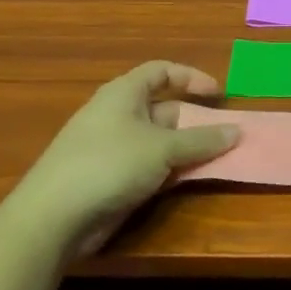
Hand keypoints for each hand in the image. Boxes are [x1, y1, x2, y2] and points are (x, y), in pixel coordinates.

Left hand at [11, 62, 239, 240]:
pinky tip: (188, 181)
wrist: (52, 218)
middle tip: (225, 135)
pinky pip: (148, 166)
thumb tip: (237, 131)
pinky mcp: (109, 179)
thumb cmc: (109, 164)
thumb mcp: (162, 148)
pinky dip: (170, 170)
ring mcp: (112, 149)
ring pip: (159, 141)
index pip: (161, 71)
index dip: (191, 77)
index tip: (218, 94)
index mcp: (123, 94)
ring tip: (216, 159)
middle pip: (164, 109)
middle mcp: (117, 115)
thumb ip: (202, 140)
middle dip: (195, 121)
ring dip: (186, 149)